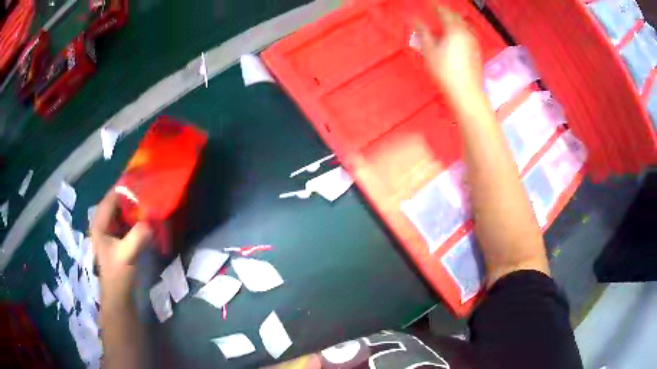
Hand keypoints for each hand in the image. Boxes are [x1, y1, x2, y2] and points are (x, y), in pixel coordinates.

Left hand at [90, 190, 151, 307]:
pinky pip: (128, 222)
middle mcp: (104, 223)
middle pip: (118, 202)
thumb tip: (152, 221)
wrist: (119, 297)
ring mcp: (111, 231)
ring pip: (123, 212)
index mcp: (99, 223)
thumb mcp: (127, 255)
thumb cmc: (117, 276)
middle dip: (133, 197)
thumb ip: (138, 236)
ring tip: (152, 202)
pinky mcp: (119, 239)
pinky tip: (148, 219)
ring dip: (136, 207)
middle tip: (151, 192)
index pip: (112, 197)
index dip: (126, 188)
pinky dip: (137, 218)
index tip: (144, 180)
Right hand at [416, 6, 483, 103]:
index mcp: (454, 30)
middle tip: (437, 11)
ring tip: (447, 23)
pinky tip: (456, 37)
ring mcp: (473, 42)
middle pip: (456, 17)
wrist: (466, 92)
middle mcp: (466, 33)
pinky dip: (461, 30)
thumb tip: (416, 20)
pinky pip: (468, 34)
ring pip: (464, 26)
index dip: (435, 5)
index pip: (443, 11)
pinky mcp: (477, 51)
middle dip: (446, 12)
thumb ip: (423, 33)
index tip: (429, 2)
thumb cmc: (445, 71)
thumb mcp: (430, 51)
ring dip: (455, 21)